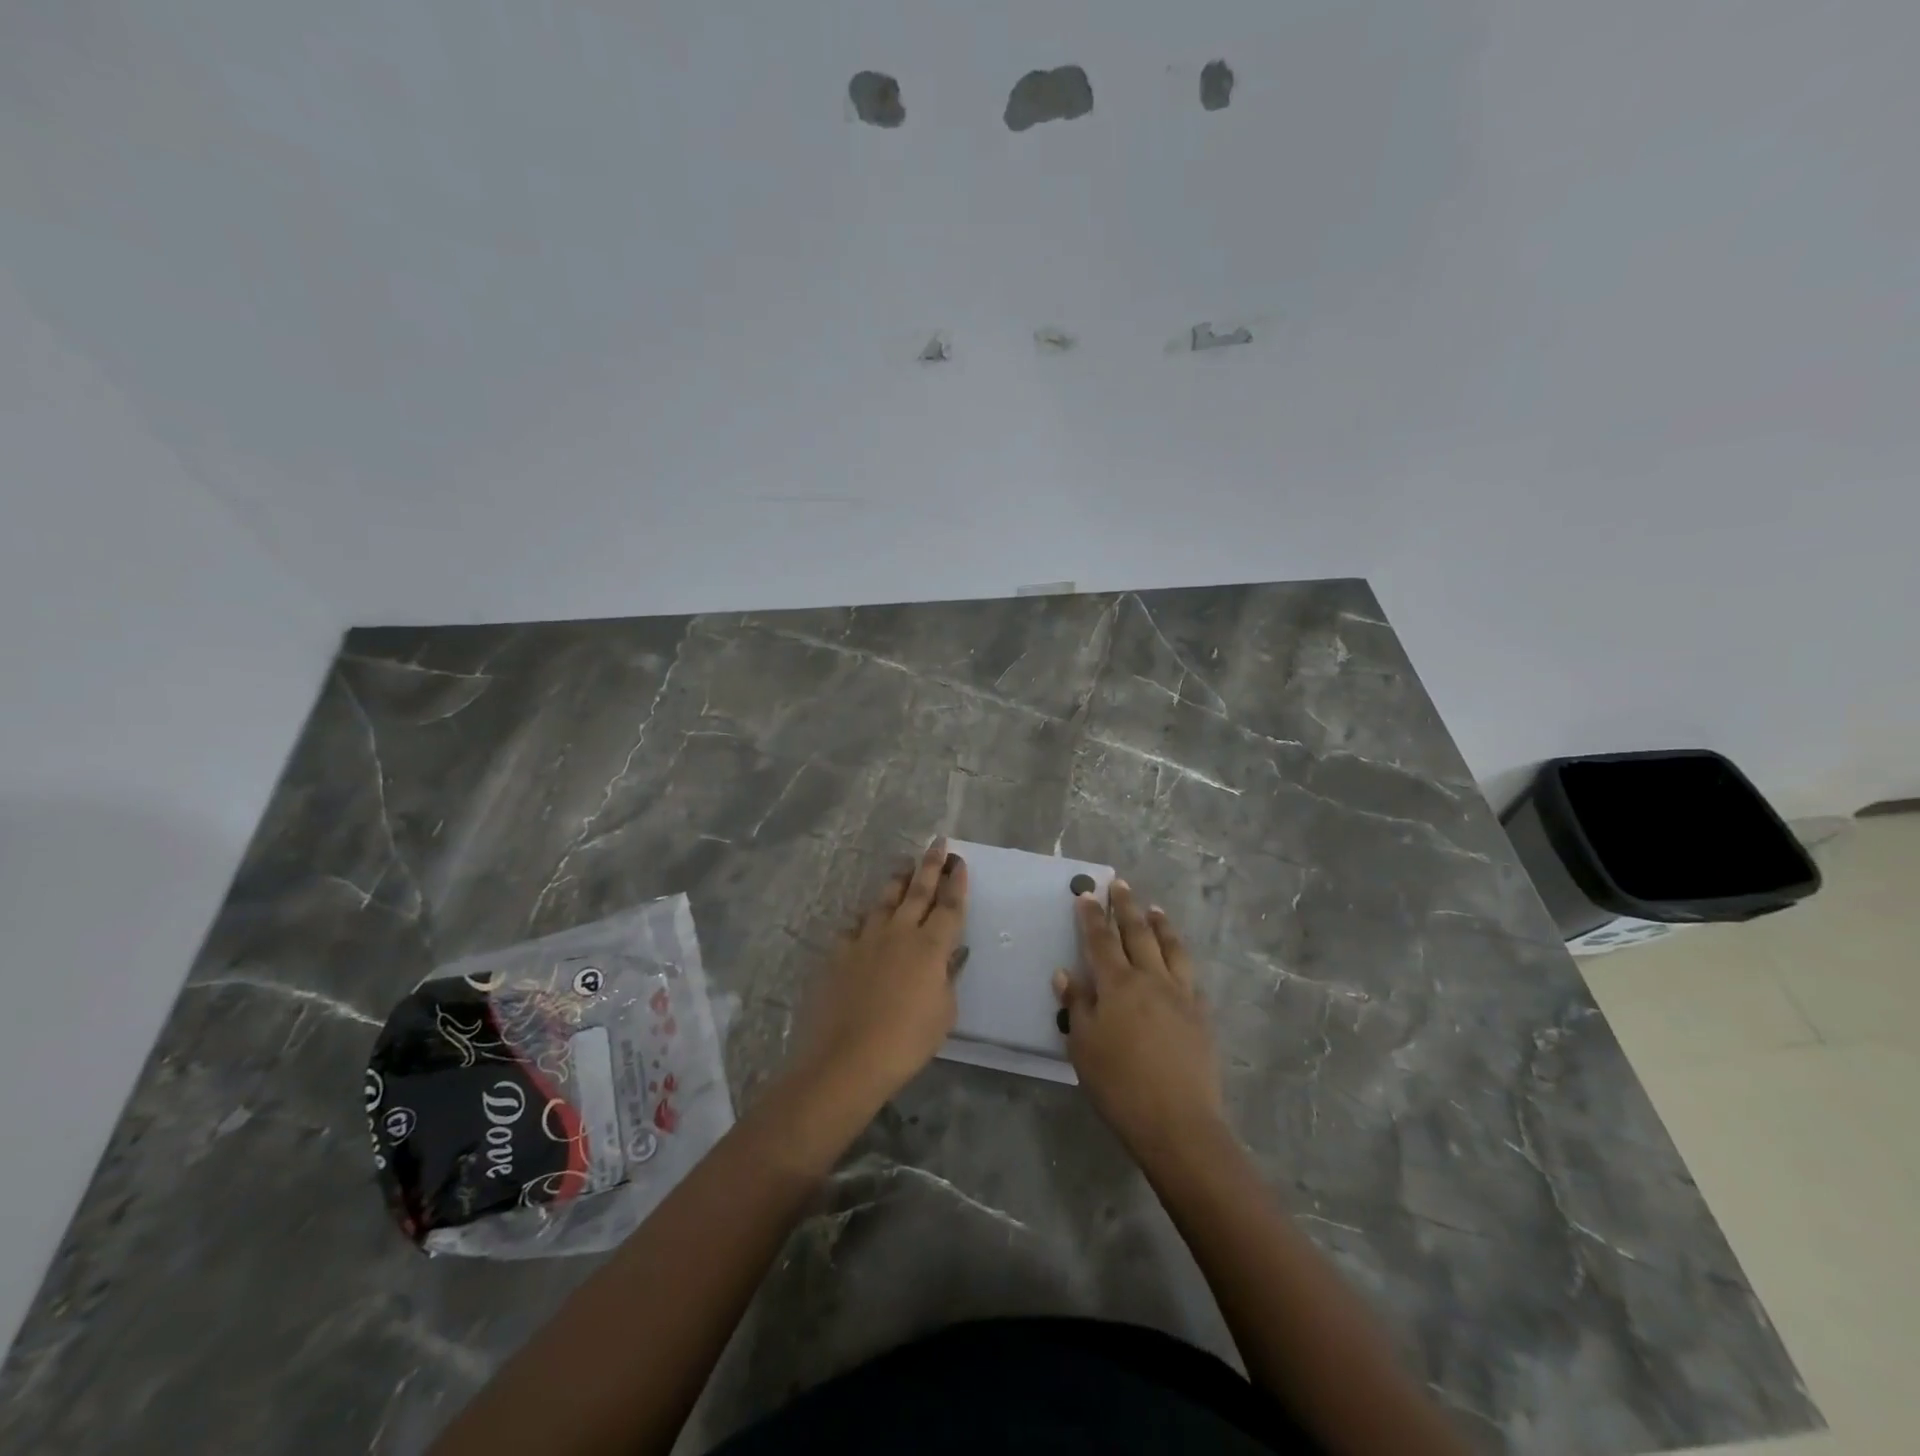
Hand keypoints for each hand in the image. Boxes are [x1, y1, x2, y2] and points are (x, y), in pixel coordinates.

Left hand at [789, 838, 969, 1110]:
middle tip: (937, 843)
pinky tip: (864, 917)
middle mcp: (900, 932)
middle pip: (918, 890)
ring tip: (904, 865)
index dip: (956, 882)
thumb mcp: (943, 1012)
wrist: (848, 1058)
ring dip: (897, 881)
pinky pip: (854, 926)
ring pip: (885, 900)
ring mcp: (866, 939)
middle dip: (930, 864)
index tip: (959, 861)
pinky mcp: (839, 952)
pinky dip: (864, 919)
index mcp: (931, 946)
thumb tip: (949, 956)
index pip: (949, 905)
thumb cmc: (907, 1041)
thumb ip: (947, 978)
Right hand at [1054, 880, 1223, 1157]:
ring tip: (1154, 909)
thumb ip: (1076, 1006)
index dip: (1092, 916)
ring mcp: (1180, 994)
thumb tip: (1065, 973)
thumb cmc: (1119, 1085)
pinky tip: (1178, 958)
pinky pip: (1190, 975)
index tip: (1087, 894)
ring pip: (1170, 948)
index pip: (1100, 940)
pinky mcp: (1200, 1014)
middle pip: (1137, 933)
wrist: (1178, 1121)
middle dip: (1126, 906)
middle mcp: (1151, 979)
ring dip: (1160, 925)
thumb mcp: (1083, 1047)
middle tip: (1120, 884)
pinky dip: (1180, 957)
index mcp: (1117, 985)